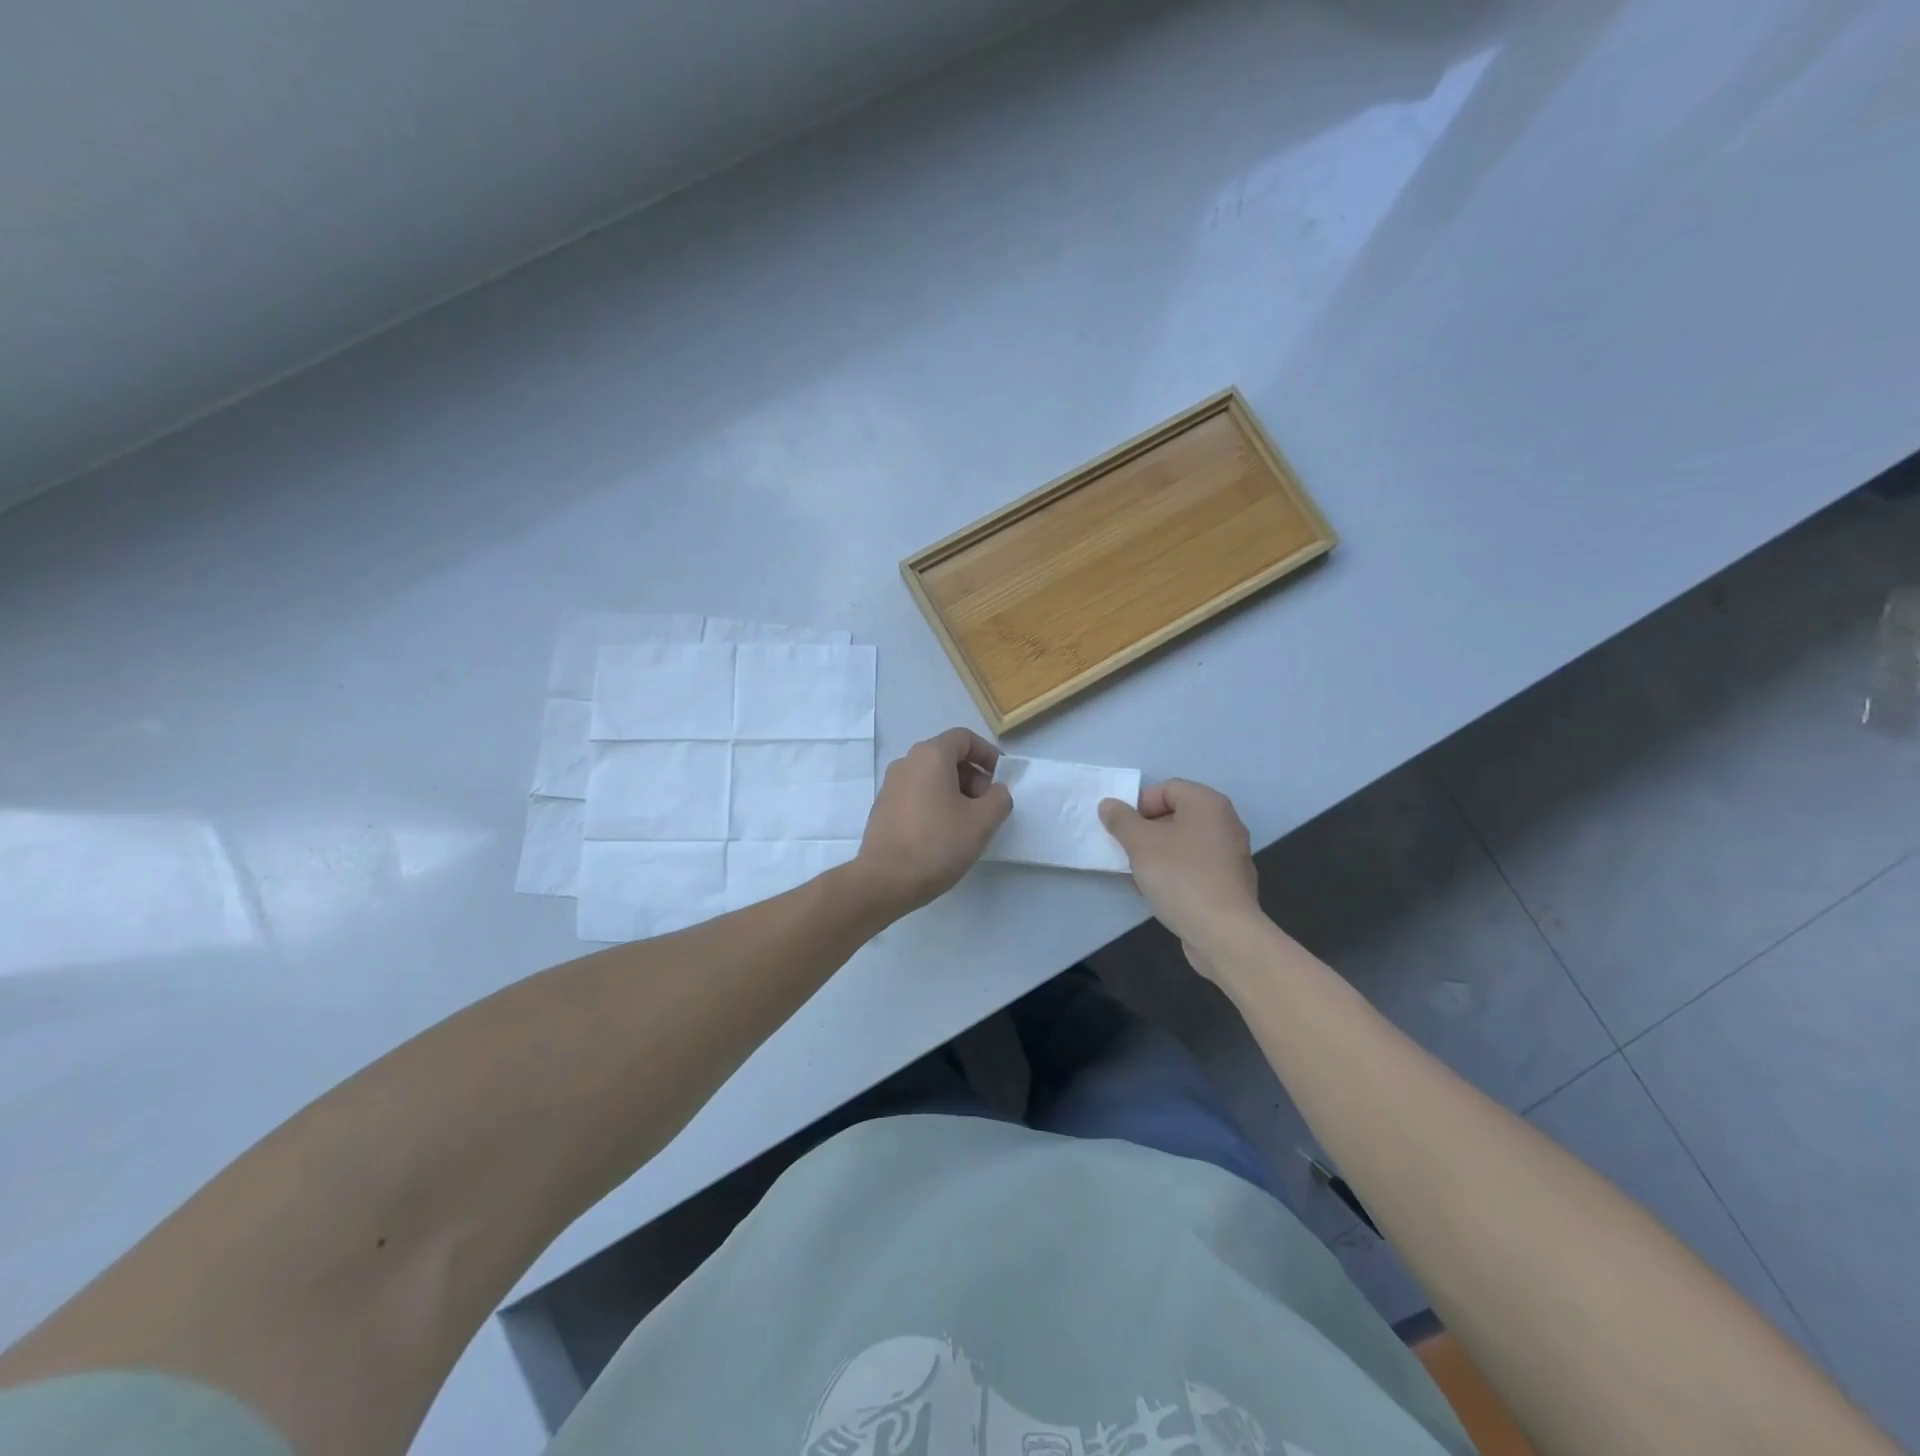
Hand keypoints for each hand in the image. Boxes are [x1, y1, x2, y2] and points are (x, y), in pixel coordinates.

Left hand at [853, 728, 1012, 915]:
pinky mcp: (883, 807)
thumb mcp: (982, 822)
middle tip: (986, 807)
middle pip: (947, 756)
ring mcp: (891, 785)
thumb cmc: (937, 844)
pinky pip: (917, 793)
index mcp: (930, 756)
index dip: (987, 754)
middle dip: (973, 776)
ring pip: (932, 776)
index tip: (1000, 779)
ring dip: (955, 792)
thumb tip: (996, 791)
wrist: (884, 881)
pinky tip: (943, 833)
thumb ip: (999, 798)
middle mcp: (906, 762)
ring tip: (968, 824)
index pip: (964, 738)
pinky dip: (936, 803)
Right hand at [1099, 779, 1261, 978]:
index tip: (1123, 828)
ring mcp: (1230, 854)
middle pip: (1176, 815)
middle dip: (1146, 831)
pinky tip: (1158, 892)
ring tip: (1138, 874)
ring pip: (1184, 843)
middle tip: (1127, 850)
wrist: (1223, 932)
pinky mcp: (1229, 882)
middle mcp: (1225, 823)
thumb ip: (1121, 820)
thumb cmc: (1180, 877)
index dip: (1139, 804)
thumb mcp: (1140, 844)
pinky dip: (1175, 872)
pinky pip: (1195, 866)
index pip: (1167, 788)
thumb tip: (1109, 805)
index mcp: (1207, 804)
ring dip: (1157, 853)